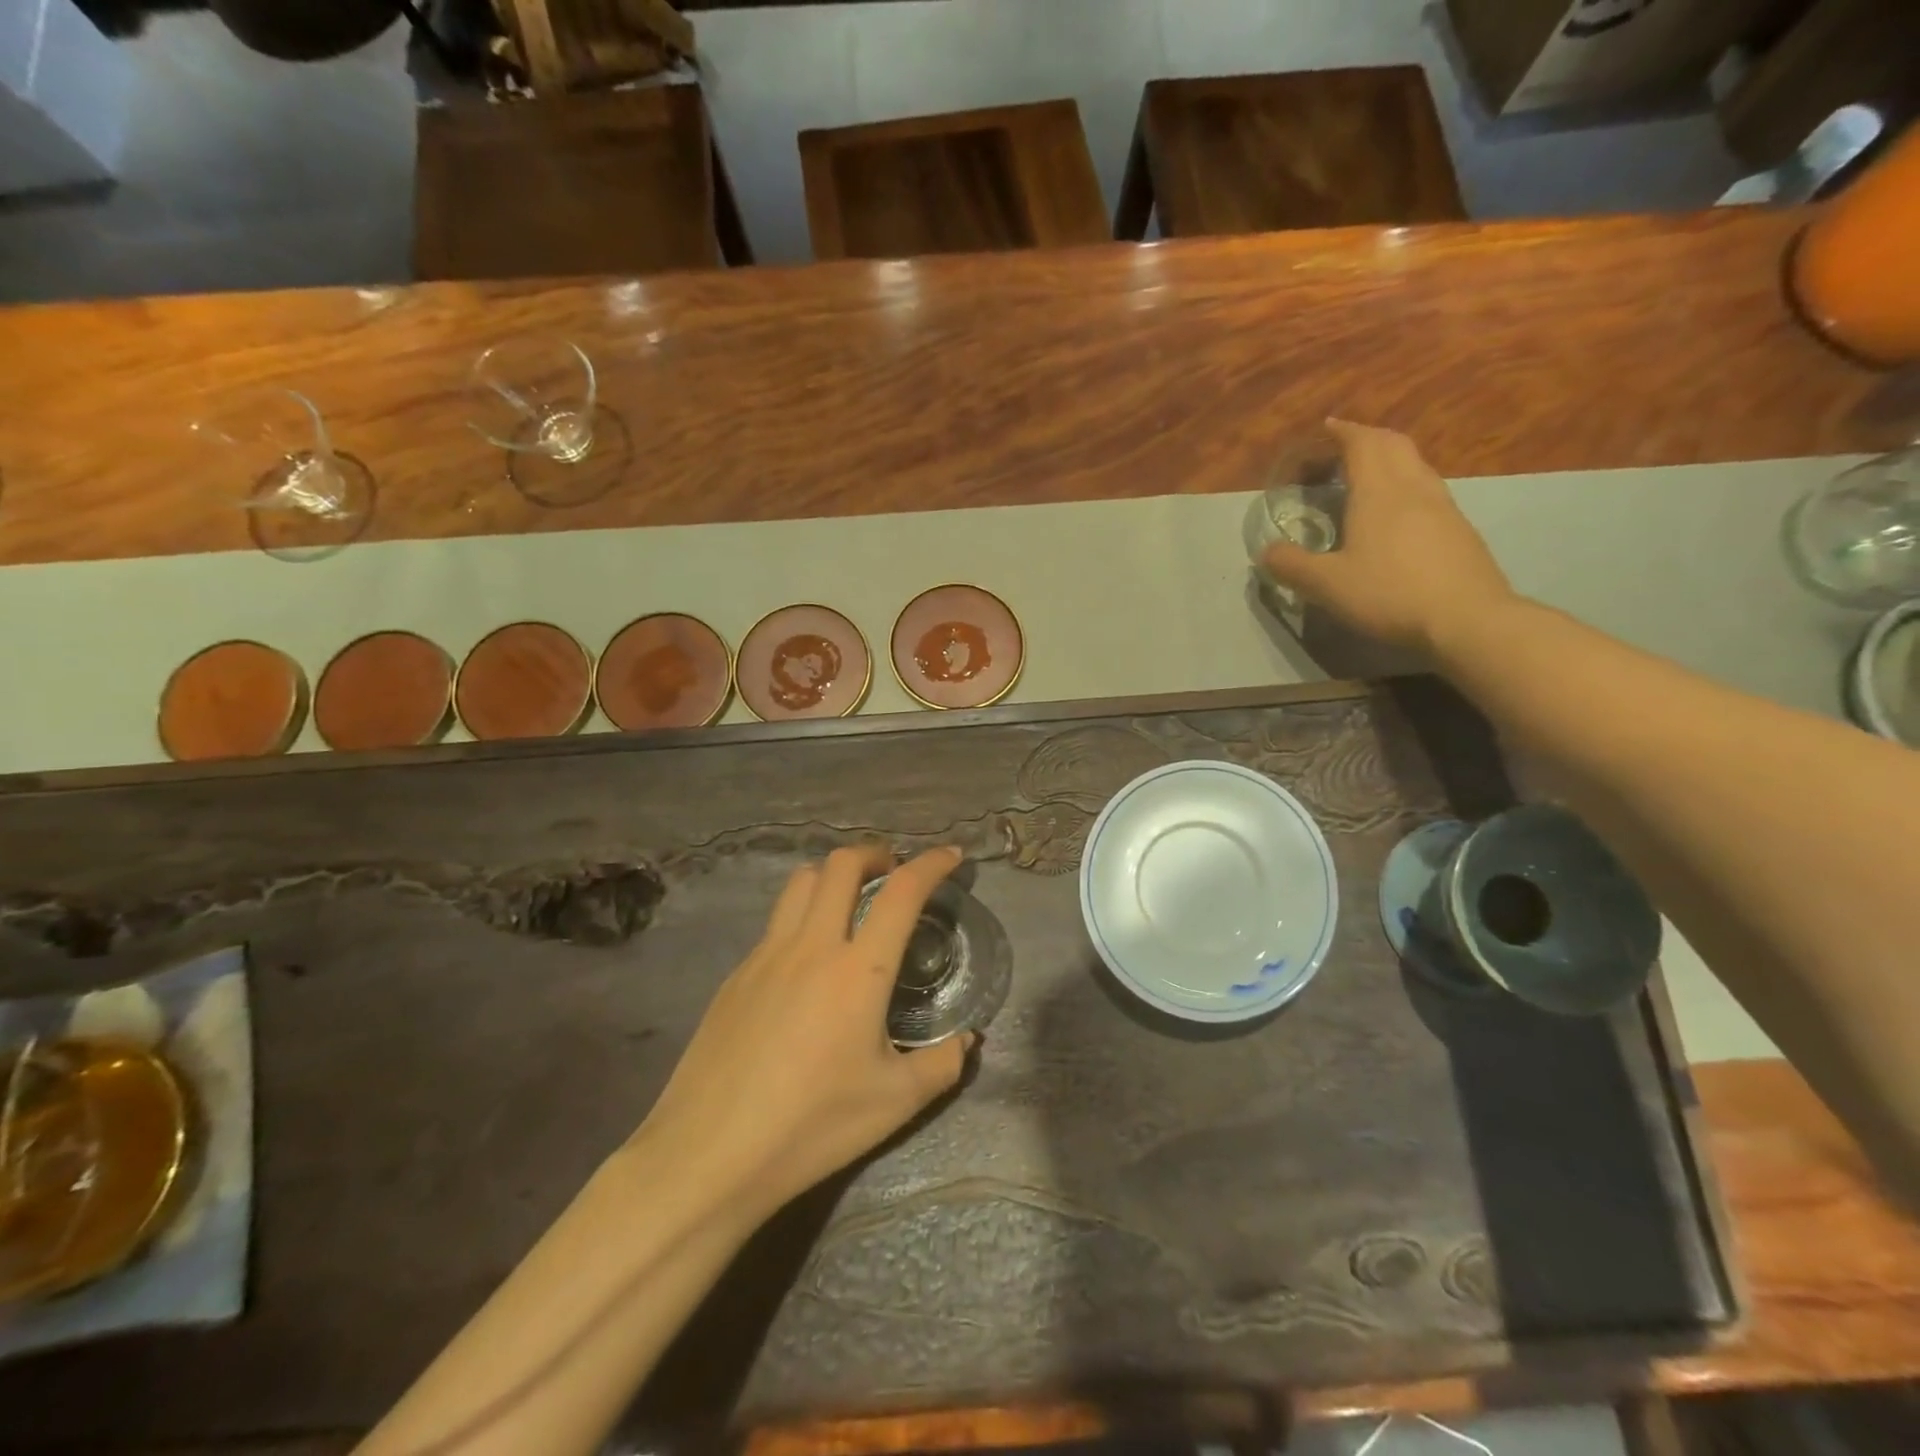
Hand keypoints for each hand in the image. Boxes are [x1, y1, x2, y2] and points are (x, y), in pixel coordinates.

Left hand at [632, 845, 973, 1227]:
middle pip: (841, 865)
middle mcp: (811, 946)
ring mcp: (766, 956)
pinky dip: (803, 915)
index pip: (901, 893)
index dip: (931, 864)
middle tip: (893, 873)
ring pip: (800, 883)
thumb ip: (941, 1064)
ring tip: (850, 901)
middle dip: (875, 854)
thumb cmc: (811, 1126)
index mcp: (857, 971)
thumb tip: (966, 1041)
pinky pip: (775, 922)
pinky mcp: (736, 975)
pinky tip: (807, 960)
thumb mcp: (894, 1103)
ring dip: (833, 875)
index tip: (950, 856)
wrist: (708, 1155)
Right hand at [1262, 419, 1513, 654]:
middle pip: (1392, 444)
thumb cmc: (1389, 593)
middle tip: (1340, 451)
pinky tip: (1394, 516)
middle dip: (1365, 439)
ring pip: (1414, 466)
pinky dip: (1404, 486)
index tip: (1324, 429)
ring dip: (1387, 461)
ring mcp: (1442, 507)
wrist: (1467, 619)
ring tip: (1363, 479)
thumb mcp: (1326, 584)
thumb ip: (1291, 565)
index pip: (1361, 443)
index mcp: (1379, 491)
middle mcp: (1413, 488)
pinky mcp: (1458, 530)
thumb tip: (1266, 552)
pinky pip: (1426, 491)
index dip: (1341, 432)